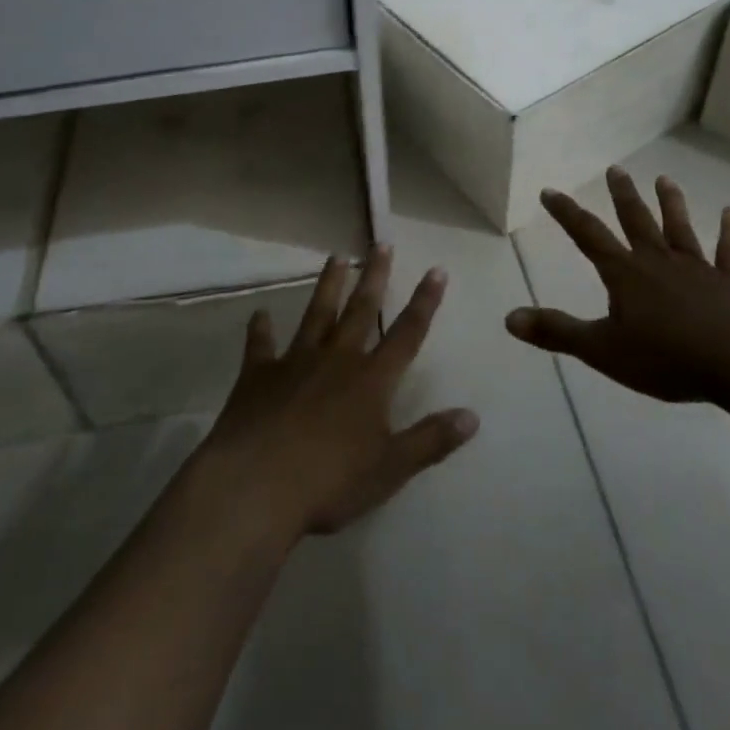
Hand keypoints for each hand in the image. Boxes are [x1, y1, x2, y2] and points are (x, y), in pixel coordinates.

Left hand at [199, 247, 478, 538]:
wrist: (256, 486)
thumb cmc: (330, 482)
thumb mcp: (390, 469)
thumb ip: (430, 440)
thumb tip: (473, 416)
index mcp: (371, 380)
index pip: (407, 334)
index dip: (425, 302)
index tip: (436, 270)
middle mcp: (337, 359)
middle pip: (361, 310)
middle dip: (374, 276)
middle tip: (381, 243)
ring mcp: (295, 362)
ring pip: (316, 313)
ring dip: (328, 285)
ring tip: (336, 257)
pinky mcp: (258, 375)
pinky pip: (260, 345)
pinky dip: (260, 329)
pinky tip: (259, 314)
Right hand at [506, 166, 729, 402]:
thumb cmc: (666, 356)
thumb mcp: (602, 350)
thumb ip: (557, 332)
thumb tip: (509, 318)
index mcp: (626, 275)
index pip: (589, 236)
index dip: (567, 214)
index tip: (550, 191)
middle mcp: (658, 262)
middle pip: (637, 221)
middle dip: (622, 195)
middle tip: (615, 169)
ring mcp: (697, 269)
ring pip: (680, 229)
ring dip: (671, 204)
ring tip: (664, 179)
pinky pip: (729, 253)